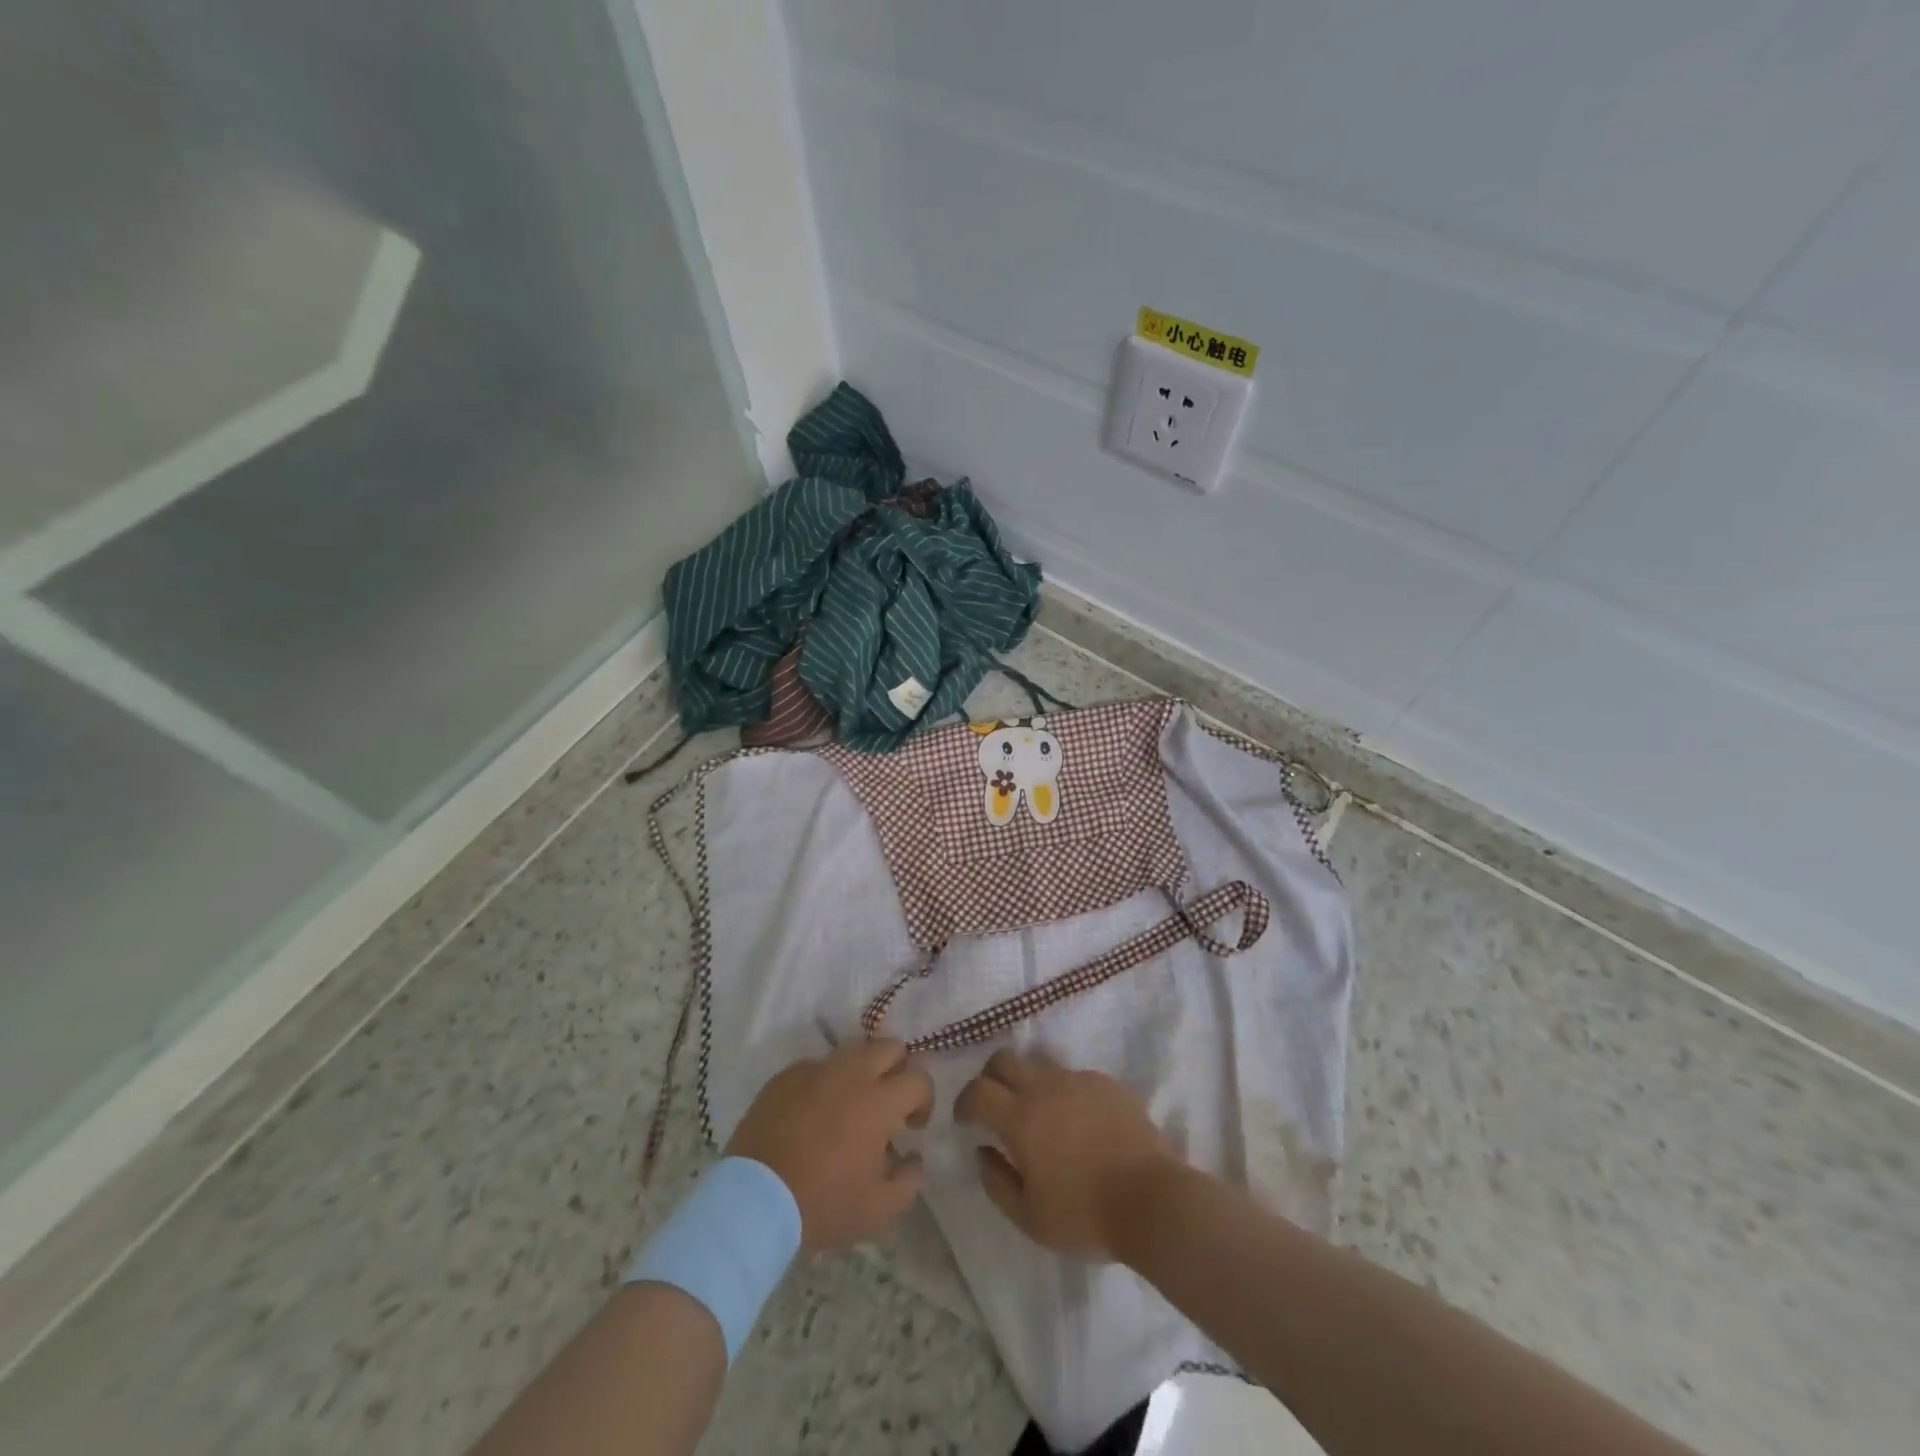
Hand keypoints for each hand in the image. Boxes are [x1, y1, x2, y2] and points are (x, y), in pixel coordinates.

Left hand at [725, 1039, 932, 1252]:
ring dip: (863, 1072)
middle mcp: (850, 1072)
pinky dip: (826, 1082)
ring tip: (852, 1106)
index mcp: (879, 1099)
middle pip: (889, 1046)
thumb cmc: (823, 1204)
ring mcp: (815, 1069)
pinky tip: (816, 1113)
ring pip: (852, 1051)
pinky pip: (817, 1066)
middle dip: (898, 1069)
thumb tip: (913, 1156)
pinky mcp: (785, 1076)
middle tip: (889, 1104)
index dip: (925, 1099)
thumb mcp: (880, 1209)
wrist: (753, 1203)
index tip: (913, 1126)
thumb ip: (910, 1179)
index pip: (919, 1077)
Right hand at [954, 1048, 1177, 1258]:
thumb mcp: (1030, 1217)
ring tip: (1039, 1113)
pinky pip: (1074, 1077)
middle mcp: (1045, 1087)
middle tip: (995, 1105)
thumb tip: (983, 1151)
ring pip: (1040, 1064)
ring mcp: (1079, 1080)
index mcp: (1020, 1118)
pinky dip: (1065, 1092)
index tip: (965, 1120)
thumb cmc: (1085, 1215)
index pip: (977, 1091)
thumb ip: (997, 1182)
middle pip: (1004, 1060)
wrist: (1153, 1201)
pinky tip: (1078, 1121)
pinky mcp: (1107, 1083)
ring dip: (1029, 1082)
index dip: (964, 1102)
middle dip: (991, 1077)